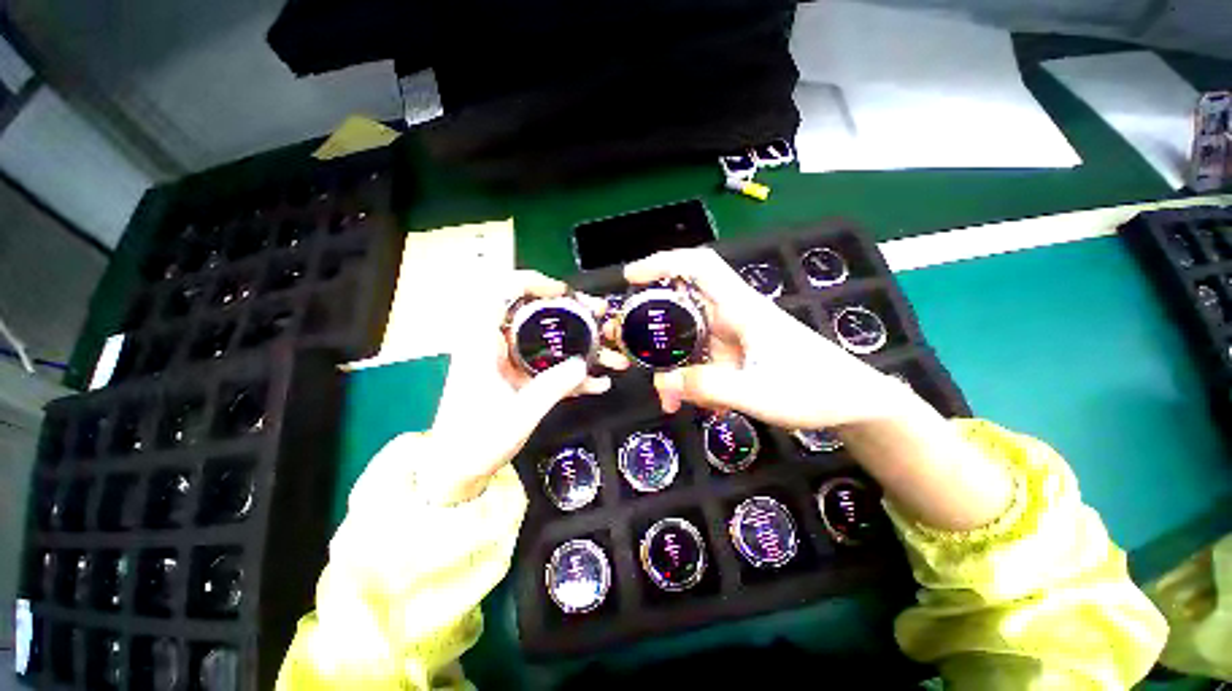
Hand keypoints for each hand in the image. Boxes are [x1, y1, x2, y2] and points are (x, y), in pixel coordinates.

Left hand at [401, 271, 627, 503]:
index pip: (501, 293)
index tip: (564, 292)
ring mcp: (510, 362)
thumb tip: (584, 364)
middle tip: (600, 317)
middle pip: (534, 313)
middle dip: (572, 313)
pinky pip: (549, 365)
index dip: (532, 282)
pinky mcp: (520, 377)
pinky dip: (572, 372)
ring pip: (548, 340)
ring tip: (611, 354)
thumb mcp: (519, 414)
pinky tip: (598, 383)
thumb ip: (552, 387)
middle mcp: (496, 346)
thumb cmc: (477, 442)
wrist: (459, 470)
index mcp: (482, 343)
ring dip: (580, 344)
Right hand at [623, 248, 903, 429]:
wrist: (854, 402)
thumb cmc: (815, 391)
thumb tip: (661, 382)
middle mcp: (734, 316)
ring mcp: (735, 335)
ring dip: (673, 364)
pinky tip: (691, 402)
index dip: (663, 262)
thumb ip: (709, 386)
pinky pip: (703, 357)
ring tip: (668, 399)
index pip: (699, 267)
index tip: (631, 277)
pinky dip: (690, 377)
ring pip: (690, 338)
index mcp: (742, 309)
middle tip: (631, 350)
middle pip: (684, 305)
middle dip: (654, 326)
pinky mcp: (738, 352)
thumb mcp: (758, 393)